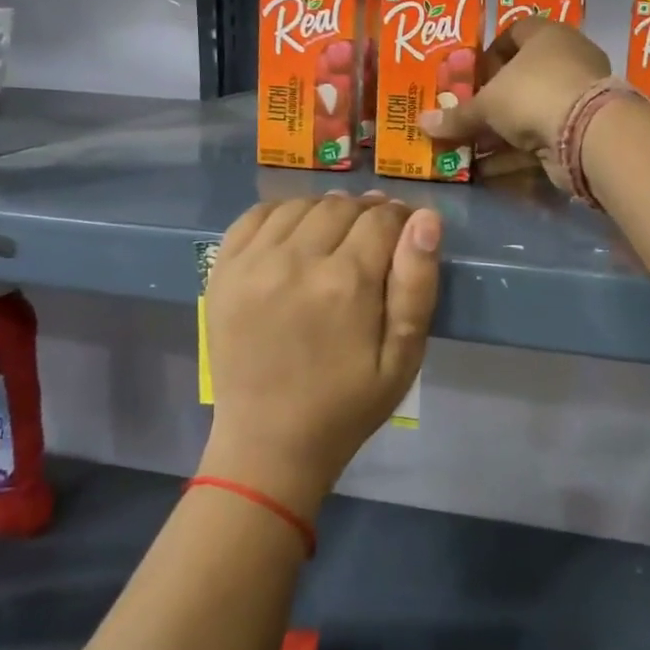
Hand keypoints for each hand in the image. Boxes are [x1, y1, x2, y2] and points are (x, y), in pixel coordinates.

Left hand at [200, 194, 440, 517]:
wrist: (268, 444)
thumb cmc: (347, 406)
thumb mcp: (403, 356)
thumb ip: (417, 283)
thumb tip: (426, 219)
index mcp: (347, 282)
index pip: (382, 218)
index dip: (401, 219)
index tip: (405, 234)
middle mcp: (296, 260)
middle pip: (342, 205)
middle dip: (366, 213)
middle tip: (374, 240)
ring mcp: (253, 263)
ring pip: (301, 205)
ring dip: (326, 211)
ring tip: (336, 238)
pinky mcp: (223, 271)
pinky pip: (256, 215)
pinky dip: (282, 213)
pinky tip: (295, 235)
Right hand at [419, 15, 609, 189]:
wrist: (587, 134)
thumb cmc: (532, 94)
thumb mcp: (487, 104)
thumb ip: (456, 116)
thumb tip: (422, 124)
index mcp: (546, 35)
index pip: (514, 32)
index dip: (489, 52)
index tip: (470, 77)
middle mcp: (565, 59)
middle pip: (522, 76)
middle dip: (492, 99)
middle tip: (466, 115)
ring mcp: (576, 96)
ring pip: (530, 111)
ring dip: (501, 130)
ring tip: (469, 146)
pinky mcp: (580, 130)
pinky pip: (541, 138)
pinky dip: (515, 153)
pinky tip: (487, 170)